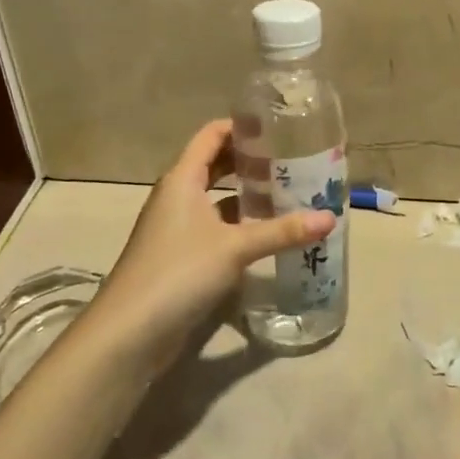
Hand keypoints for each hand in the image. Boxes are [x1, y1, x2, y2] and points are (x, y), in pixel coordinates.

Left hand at [93, 119, 333, 371]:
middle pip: (214, 165)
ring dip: (246, 194)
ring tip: (287, 193)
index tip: (278, 127)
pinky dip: (238, 224)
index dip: (241, 127)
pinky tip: (266, 233)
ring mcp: (175, 228)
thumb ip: (282, 231)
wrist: (129, 331)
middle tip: (290, 160)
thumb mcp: (235, 247)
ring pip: (215, 198)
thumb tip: (330, 218)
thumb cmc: (179, 272)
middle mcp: (176, 197)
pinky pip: (214, 227)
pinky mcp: (180, 256)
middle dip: (250, 161)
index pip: (211, 135)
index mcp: (182, 180)